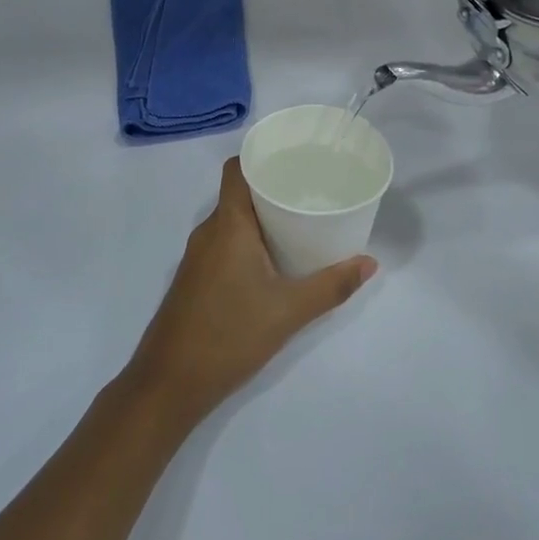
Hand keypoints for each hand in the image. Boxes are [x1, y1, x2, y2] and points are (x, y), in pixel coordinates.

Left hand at [125, 158, 375, 431]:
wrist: (169, 383)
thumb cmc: (229, 335)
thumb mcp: (288, 311)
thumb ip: (331, 286)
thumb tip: (369, 263)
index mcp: (227, 225)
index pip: (236, 169)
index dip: (260, 156)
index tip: (293, 158)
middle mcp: (208, 232)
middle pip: (238, 193)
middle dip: (271, 188)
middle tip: (310, 190)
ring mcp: (197, 256)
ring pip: (231, 220)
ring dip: (260, 217)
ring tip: (299, 221)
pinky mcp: (195, 278)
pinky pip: (224, 242)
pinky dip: (248, 240)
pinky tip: (273, 259)